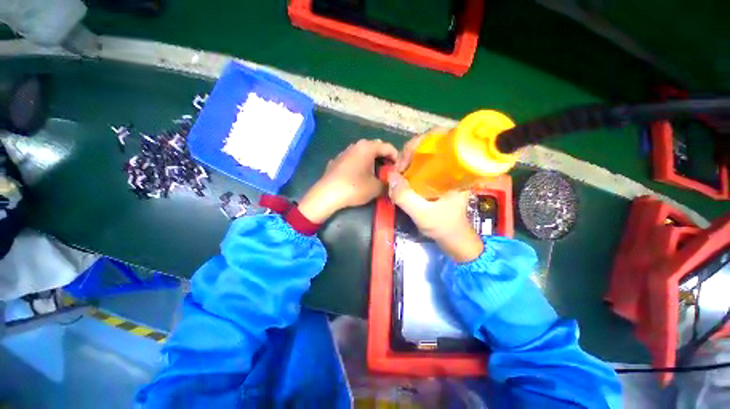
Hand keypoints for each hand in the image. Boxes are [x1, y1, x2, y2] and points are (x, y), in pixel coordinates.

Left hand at [298, 139, 397, 223]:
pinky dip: (359, 164)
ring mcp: (344, 153)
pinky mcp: (336, 161)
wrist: (327, 195)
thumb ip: (388, 184)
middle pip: (375, 147)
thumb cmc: (354, 188)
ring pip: (362, 153)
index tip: (400, 167)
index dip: (396, 156)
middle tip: (389, 169)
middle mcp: (355, 146)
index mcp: (367, 148)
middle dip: (384, 157)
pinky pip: (352, 159)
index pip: (387, 147)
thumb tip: (392, 184)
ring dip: (371, 160)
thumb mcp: (376, 188)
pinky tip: (359, 175)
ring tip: (375, 172)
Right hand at [389, 131, 482, 261]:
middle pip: (430, 144)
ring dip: (408, 160)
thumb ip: (405, 197)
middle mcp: (452, 165)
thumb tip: (390, 175)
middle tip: (398, 169)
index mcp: (457, 169)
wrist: (453, 237)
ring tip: (399, 174)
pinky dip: (410, 167)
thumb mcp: (422, 215)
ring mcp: (444, 170)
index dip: (419, 144)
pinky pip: (422, 164)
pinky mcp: (437, 177)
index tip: (404, 162)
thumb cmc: (443, 226)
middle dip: (409, 152)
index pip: (442, 139)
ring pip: (424, 153)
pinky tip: (403, 177)